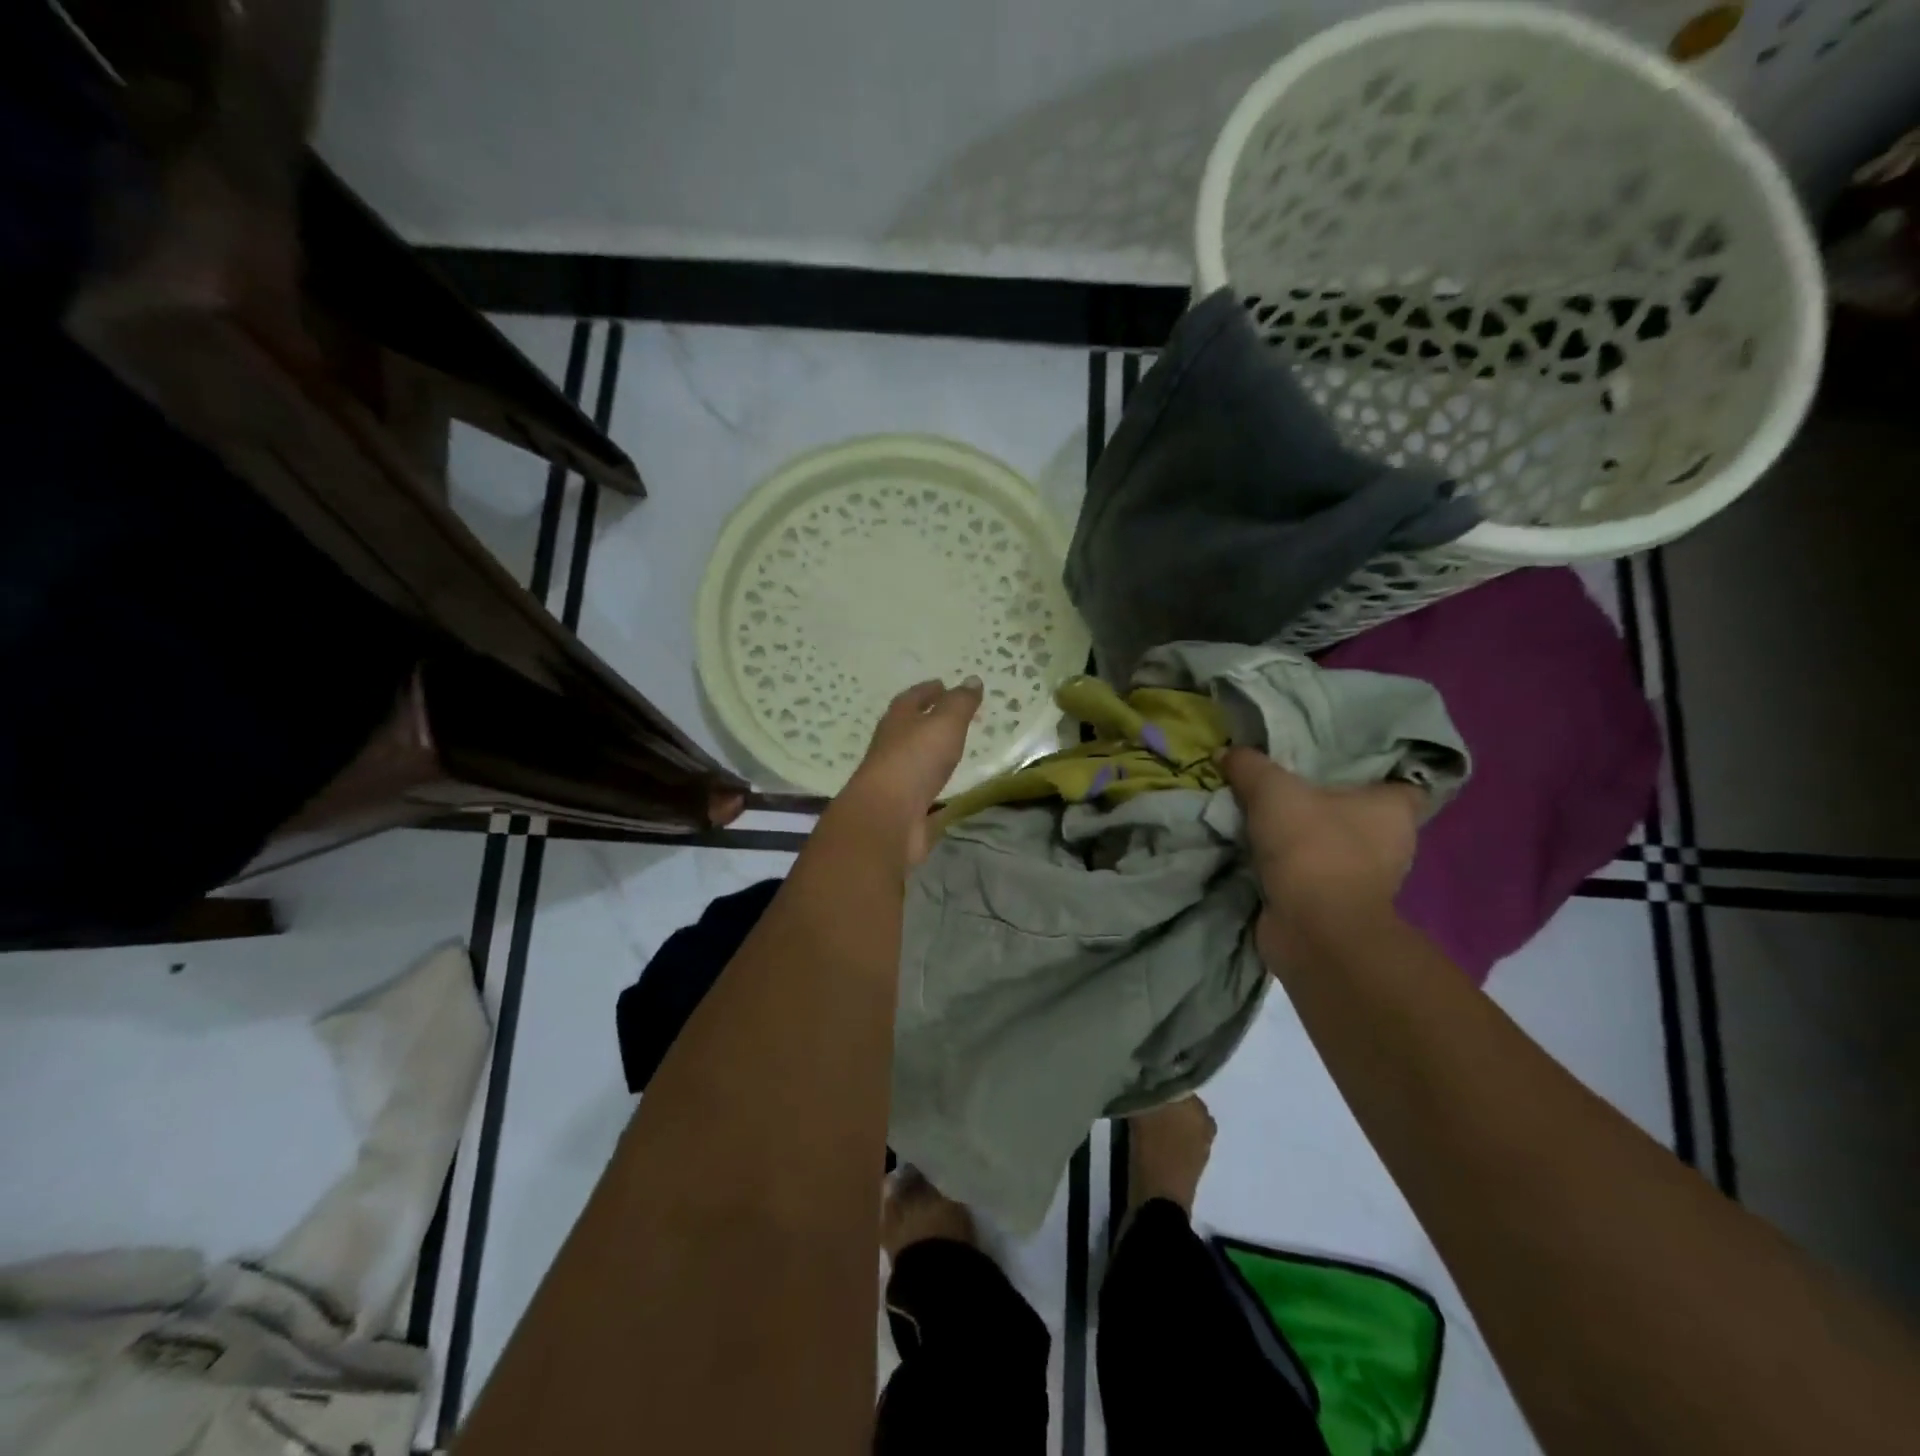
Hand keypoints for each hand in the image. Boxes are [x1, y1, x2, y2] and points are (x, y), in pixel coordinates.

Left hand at [837, 677, 981, 863]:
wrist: (887, 818)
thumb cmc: (915, 760)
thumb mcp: (944, 723)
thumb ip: (960, 703)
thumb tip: (972, 679)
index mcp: (897, 721)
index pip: (912, 698)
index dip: (928, 690)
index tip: (943, 685)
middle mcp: (891, 747)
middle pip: (909, 727)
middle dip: (928, 720)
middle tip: (952, 716)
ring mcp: (894, 779)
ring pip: (914, 759)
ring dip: (930, 752)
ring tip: (952, 749)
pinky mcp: (902, 807)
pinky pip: (922, 790)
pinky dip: (934, 785)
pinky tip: (948, 788)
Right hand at [1218, 746, 1424, 932]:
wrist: (1312, 929)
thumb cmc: (1312, 847)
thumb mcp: (1272, 790)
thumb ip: (1249, 765)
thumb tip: (1226, 752)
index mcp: (1394, 810)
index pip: (1400, 781)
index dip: (1373, 770)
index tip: (1338, 761)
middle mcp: (1391, 845)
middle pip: (1359, 813)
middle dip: (1327, 802)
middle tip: (1287, 782)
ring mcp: (1367, 880)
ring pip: (1335, 845)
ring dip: (1305, 837)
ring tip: (1266, 815)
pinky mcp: (1337, 906)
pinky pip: (1314, 874)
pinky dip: (1292, 867)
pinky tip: (1260, 851)